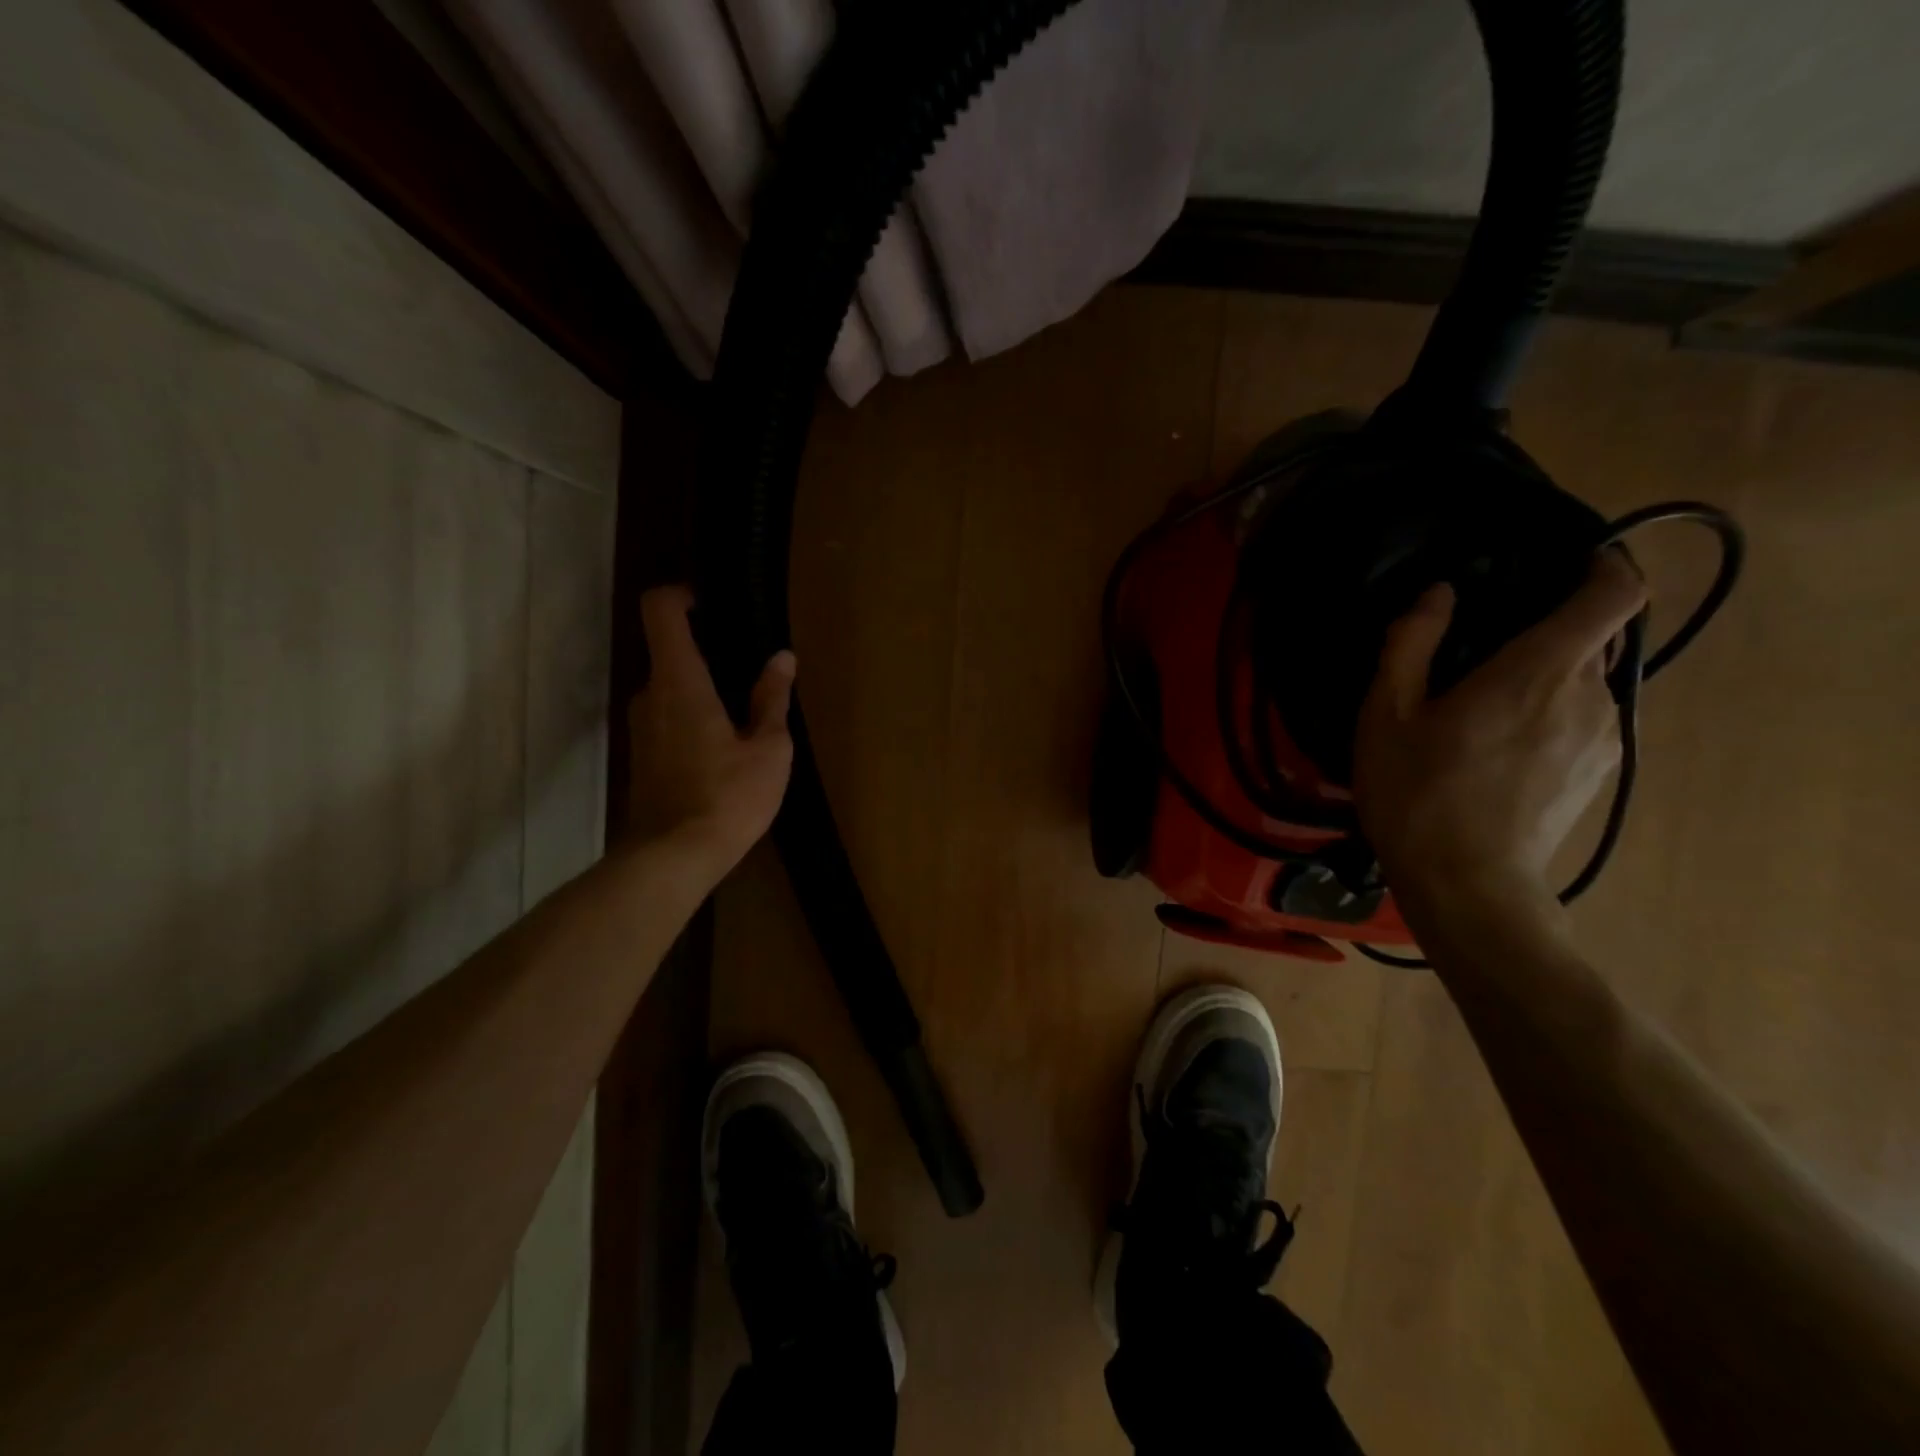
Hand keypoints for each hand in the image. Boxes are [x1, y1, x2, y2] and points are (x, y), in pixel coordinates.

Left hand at [626, 586, 795, 886]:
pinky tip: (725, 747)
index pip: (661, 612)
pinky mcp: (642, 754)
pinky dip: (693, 715)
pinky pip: (668, 715)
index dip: (682, 595)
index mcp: (680, 682)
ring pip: (671, 687)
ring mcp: (641, 726)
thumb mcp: (768, 748)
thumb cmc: (728, 797)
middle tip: (751, 672)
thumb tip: (782, 658)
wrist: (673, 857)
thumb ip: (773, 699)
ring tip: (745, 714)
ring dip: (702, 689)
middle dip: (708, 652)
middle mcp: (651, 695)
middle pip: (670, 651)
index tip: (712, 603)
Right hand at [1353, 550, 1648, 917]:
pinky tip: (1501, 746)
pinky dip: (1553, 712)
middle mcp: (1590, 696)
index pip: (1614, 593)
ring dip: (1547, 676)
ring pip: (1589, 681)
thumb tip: (1438, 594)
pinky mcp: (1600, 772)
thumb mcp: (1386, 715)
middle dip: (1550, 629)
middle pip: (1596, 637)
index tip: (1568, 564)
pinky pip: (1586, 718)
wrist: (1467, 884)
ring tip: (1486, 706)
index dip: (1605, 566)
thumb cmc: (1417, 793)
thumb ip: (1410, 644)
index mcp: (1539, 671)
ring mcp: (1604, 739)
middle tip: (1486, 650)